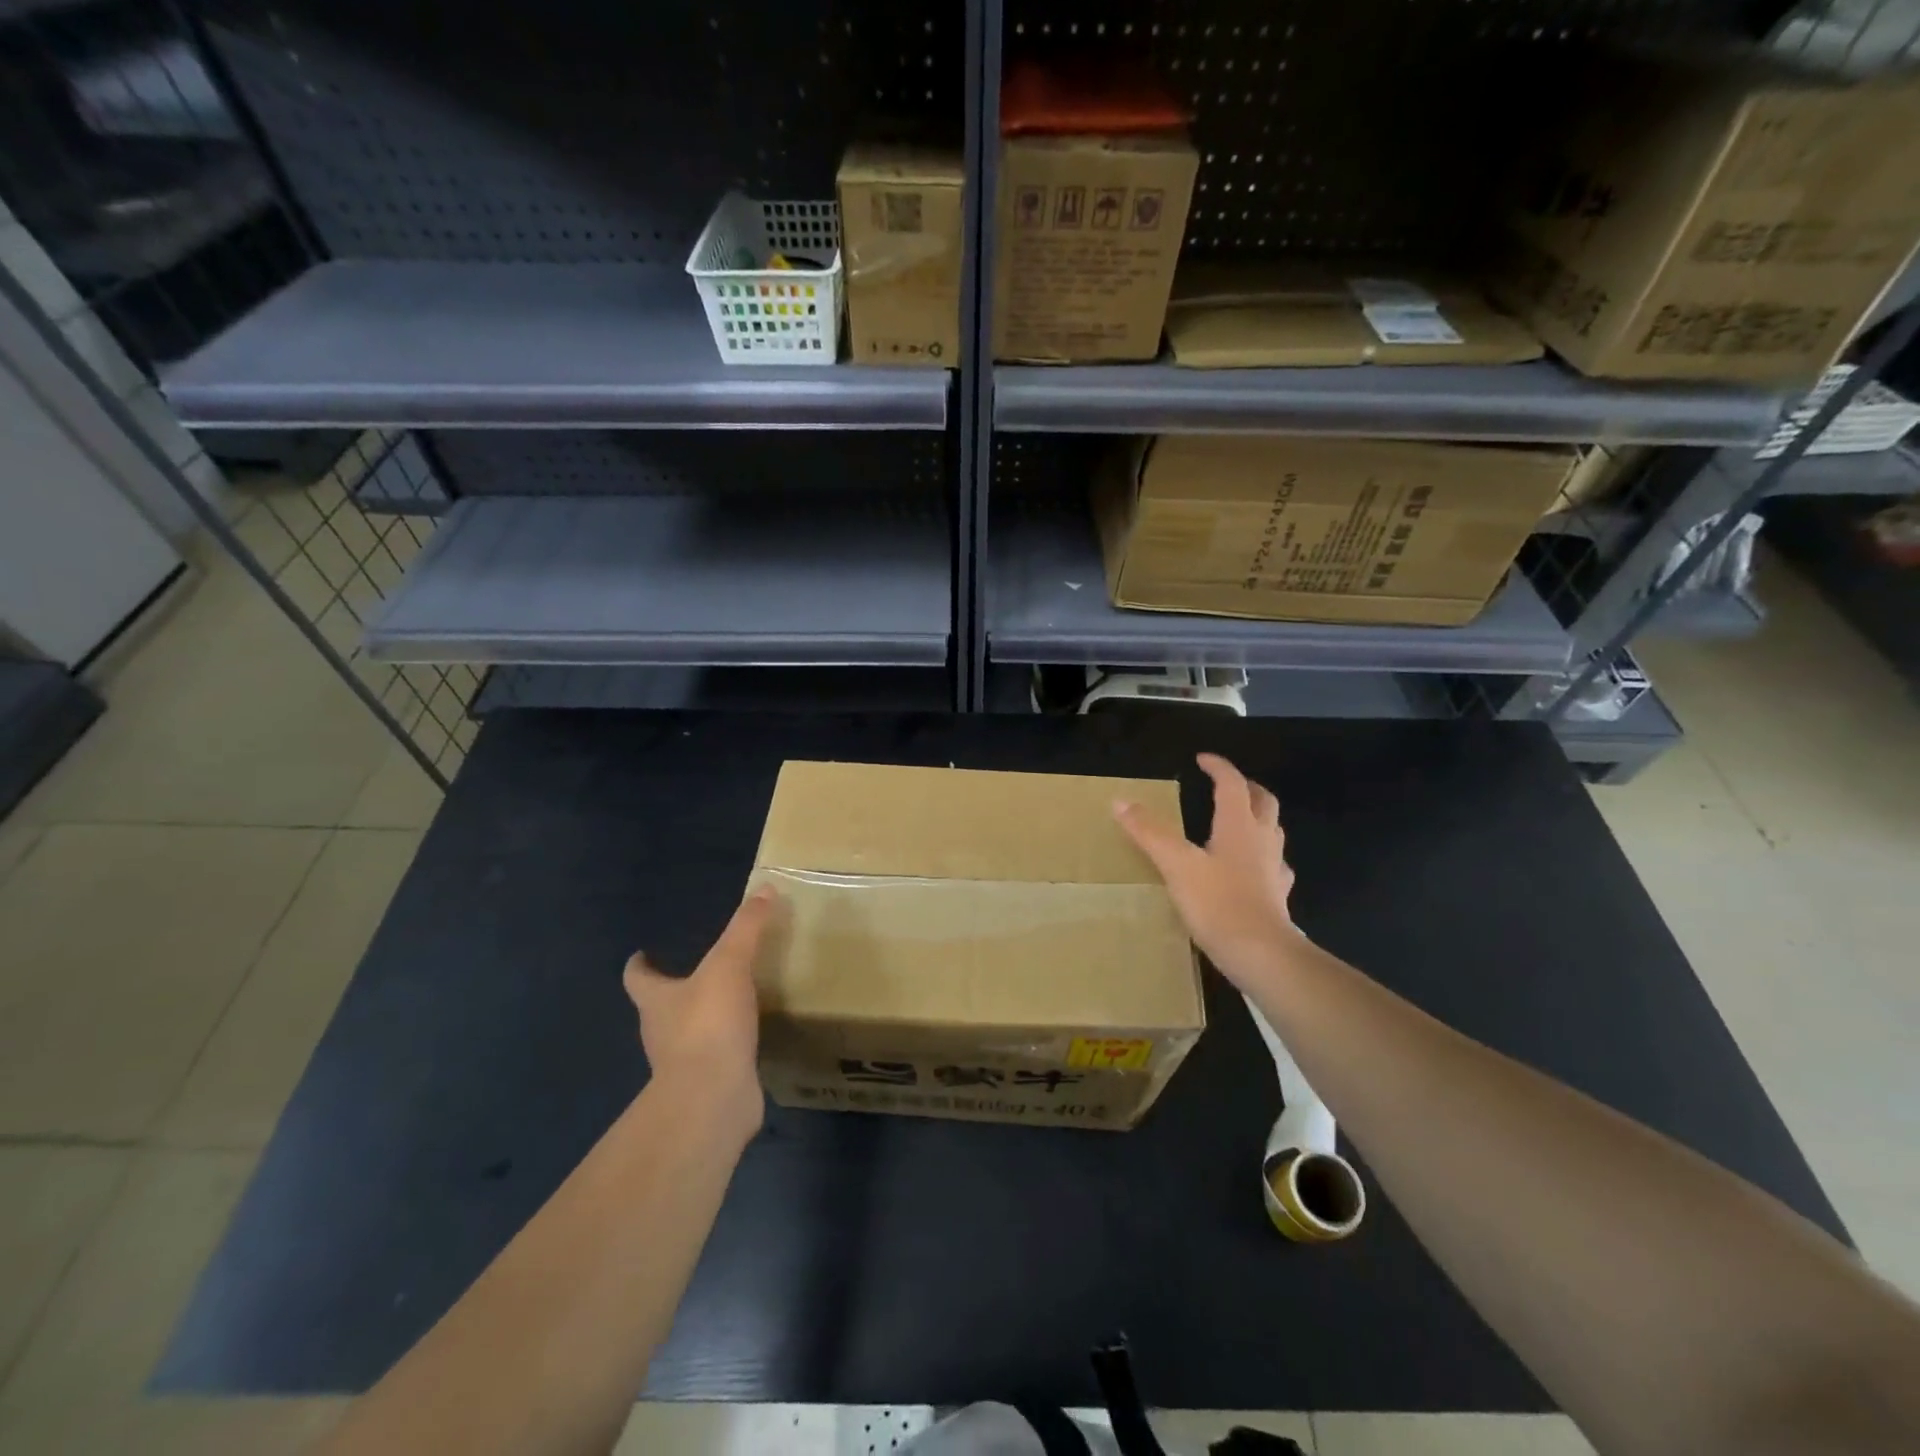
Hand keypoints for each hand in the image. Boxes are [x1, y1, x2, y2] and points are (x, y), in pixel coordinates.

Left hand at [623, 886, 778, 1132]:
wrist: (713, 1098)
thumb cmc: (708, 1024)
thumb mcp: (729, 964)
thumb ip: (746, 927)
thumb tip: (764, 888)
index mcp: (656, 1001)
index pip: (638, 979)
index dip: (639, 966)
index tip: (642, 955)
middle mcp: (661, 1032)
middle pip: (660, 1006)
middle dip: (675, 991)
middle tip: (703, 972)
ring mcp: (683, 1062)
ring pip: (689, 1033)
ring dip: (704, 1019)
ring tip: (734, 1001)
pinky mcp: (708, 1084)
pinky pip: (717, 1057)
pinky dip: (728, 1046)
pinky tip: (751, 1036)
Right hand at [1114, 753, 1301, 988]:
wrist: (1262, 954)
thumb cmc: (1218, 903)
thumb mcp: (1175, 864)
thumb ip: (1149, 832)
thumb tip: (1120, 801)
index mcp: (1239, 826)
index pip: (1232, 784)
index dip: (1218, 767)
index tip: (1202, 759)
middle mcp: (1262, 840)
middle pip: (1263, 802)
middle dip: (1247, 787)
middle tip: (1229, 784)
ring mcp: (1274, 869)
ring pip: (1272, 831)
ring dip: (1258, 818)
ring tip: (1238, 821)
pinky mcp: (1277, 896)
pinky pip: (1273, 865)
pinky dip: (1262, 856)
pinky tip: (1251, 869)